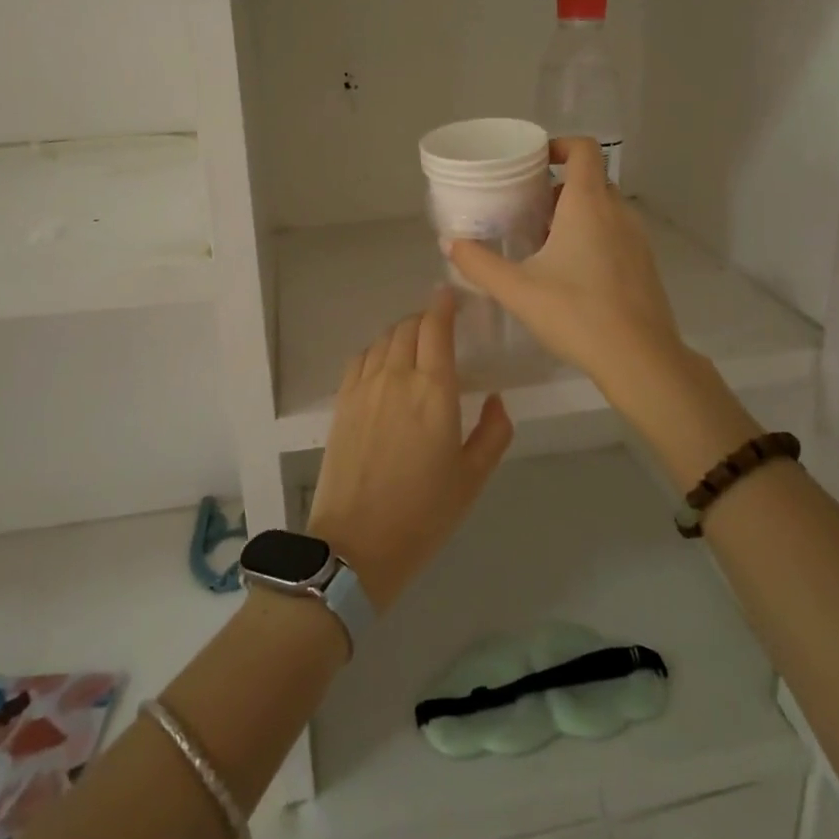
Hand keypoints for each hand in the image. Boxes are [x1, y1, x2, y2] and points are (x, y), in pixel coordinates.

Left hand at [307, 288, 513, 613]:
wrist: (356, 545)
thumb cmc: (424, 513)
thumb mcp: (473, 478)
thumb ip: (494, 431)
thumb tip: (495, 398)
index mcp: (434, 391)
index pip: (436, 327)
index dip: (443, 304)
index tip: (450, 293)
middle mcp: (397, 377)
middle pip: (408, 327)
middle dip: (426, 318)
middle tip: (440, 326)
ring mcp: (364, 387)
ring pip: (383, 339)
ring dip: (402, 332)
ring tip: (414, 343)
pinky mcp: (342, 402)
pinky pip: (360, 359)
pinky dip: (377, 350)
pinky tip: (384, 364)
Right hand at [446, 137, 749, 484]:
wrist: (639, 358)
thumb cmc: (576, 313)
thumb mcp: (518, 290)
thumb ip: (479, 264)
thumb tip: (450, 244)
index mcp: (588, 204)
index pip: (583, 149)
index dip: (558, 145)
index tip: (533, 163)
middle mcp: (617, 212)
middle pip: (590, 179)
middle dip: (558, 187)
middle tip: (526, 209)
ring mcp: (637, 238)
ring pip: (604, 208)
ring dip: (575, 213)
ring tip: (543, 242)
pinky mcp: (644, 264)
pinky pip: (615, 232)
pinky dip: (593, 236)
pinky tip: (570, 272)